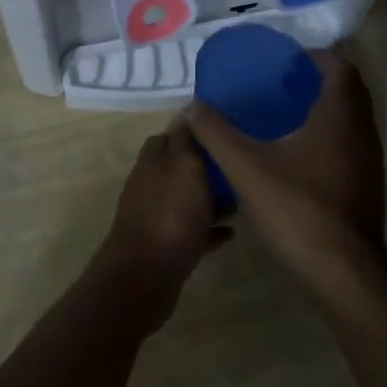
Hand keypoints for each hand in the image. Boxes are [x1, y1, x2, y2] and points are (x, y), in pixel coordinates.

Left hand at [94, 118, 230, 330]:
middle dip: (205, 167)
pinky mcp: (165, 247)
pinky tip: (231, 232)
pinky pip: (191, 232)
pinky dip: (208, 230)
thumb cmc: (170, 213)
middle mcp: (150, 186)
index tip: (221, 131)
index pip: (169, 135)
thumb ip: (186, 139)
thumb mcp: (185, 166)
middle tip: (237, 166)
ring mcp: (156, 217)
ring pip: (186, 201)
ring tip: (241, 200)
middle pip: (178, 169)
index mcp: (153, 161)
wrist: (146, 276)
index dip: (192, 131)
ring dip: (209, 200)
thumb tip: (187, 110)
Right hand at [187, 48, 386, 303]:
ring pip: (354, 118)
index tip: (286, 60)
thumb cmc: (298, 209)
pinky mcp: (369, 185)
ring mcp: (370, 160)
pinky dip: (332, 134)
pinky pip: (353, 142)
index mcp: (339, 117)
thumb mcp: (247, 168)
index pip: (340, 67)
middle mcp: (363, 131)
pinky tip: (301, 153)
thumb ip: (217, 134)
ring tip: (288, 112)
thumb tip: (192, 106)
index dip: (316, 56)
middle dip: (320, 79)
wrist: (344, 272)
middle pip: (350, 90)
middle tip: (284, 81)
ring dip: (328, 107)